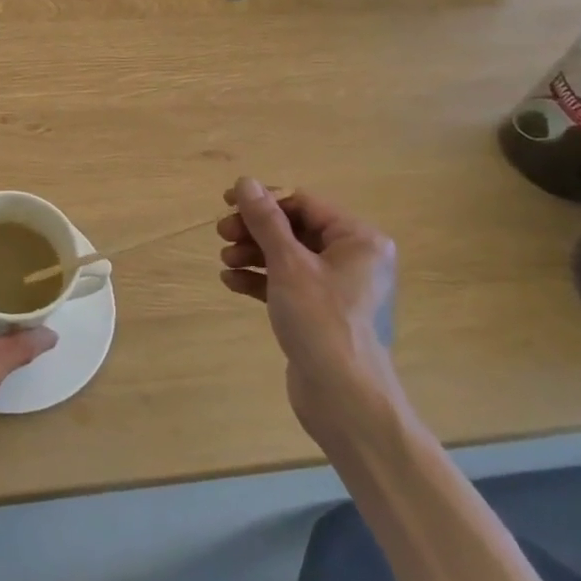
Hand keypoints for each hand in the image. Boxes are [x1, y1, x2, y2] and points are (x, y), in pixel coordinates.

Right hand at [217, 178, 399, 444]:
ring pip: (287, 256)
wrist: (343, 398)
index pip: (303, 203)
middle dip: (255, 230)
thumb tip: (245, 181)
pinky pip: (286, 283)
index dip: (264, 200)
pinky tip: (231, 281)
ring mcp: (336, 288)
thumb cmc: (321, 321)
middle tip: (222, 234)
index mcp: (358, 239)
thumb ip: (265, 220)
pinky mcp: (319, 312)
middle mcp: (352, 258)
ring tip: (225, 260)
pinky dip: (259, 279)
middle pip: (294, 228)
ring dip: (253, 253)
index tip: (226, 203)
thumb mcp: (288, 264)